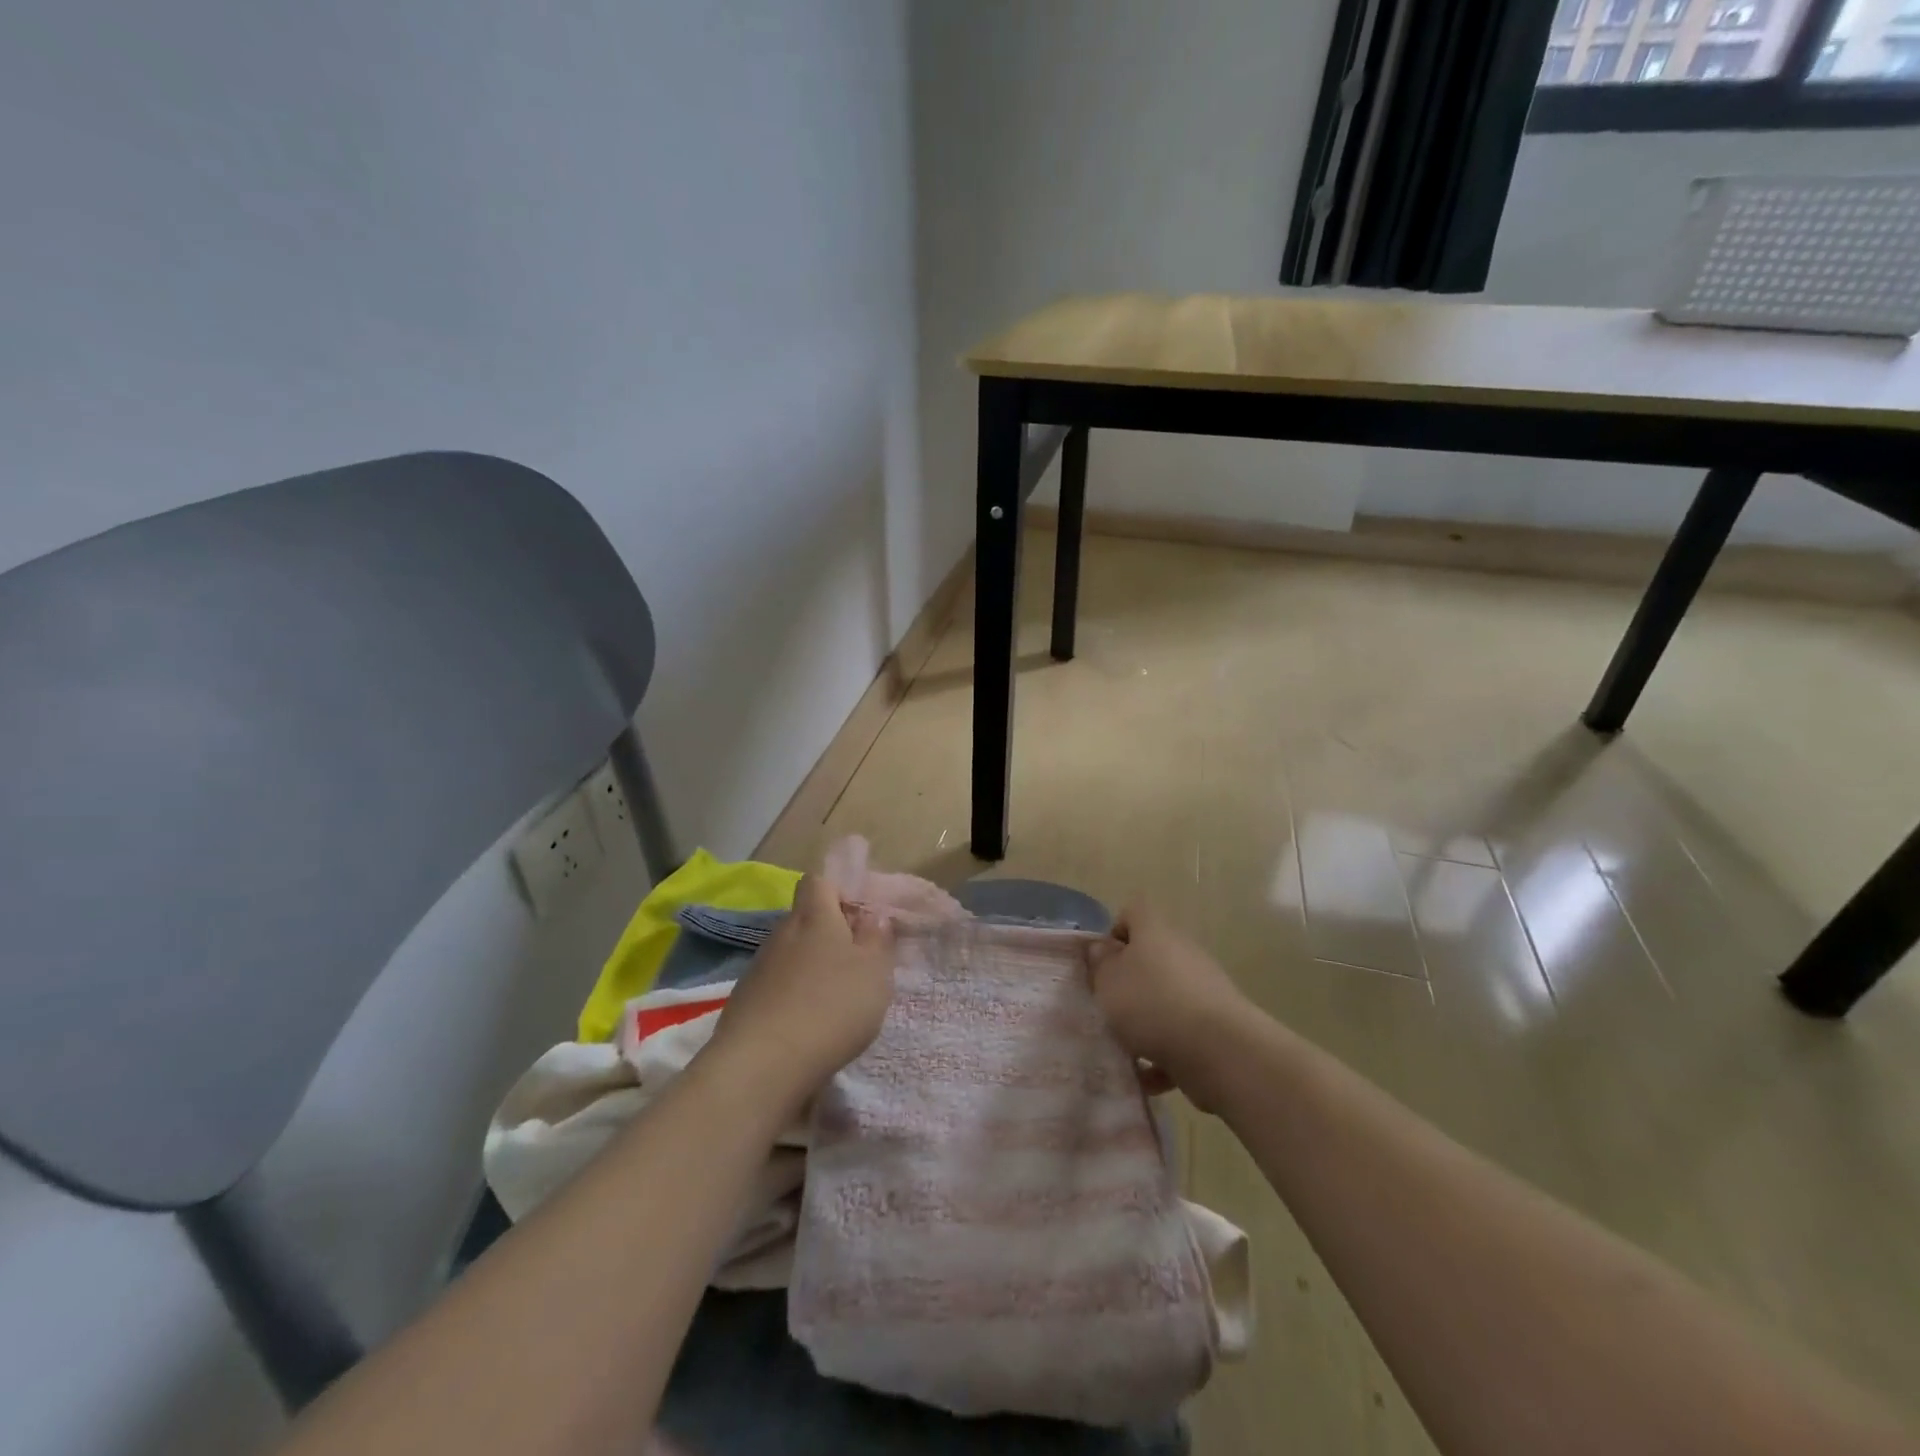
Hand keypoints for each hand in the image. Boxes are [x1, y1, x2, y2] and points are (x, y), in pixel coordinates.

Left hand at [706, 875, 894, 1112]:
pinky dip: (792, 996)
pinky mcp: (745, 1000)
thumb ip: (878, 939)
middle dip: (829, 935)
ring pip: (791, 954)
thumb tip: (874, 917)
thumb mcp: (874, 972)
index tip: (859, 919)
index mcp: (814, 917)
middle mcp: (782, 932)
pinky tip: (807, 1026)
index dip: (839, 892)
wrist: (763, 1064)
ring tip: (834, 1002)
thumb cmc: (831, 1006)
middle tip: (856, 965)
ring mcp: (758, 966)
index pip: (818, 881)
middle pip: (805, 920)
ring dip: (811, 968)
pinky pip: (776, 985)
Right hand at [1086, 903, 1248, 1111]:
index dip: (1114, 931)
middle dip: (1127, 982)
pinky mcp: (1215, 1025)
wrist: (1220, 1051)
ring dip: (1145, 1020)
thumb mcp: (1109, 982)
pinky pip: (1181, 1033)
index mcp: (1155, 932)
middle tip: (1107, 1005)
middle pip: (1150, 957)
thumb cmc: (1152, 1004)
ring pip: (1165, 997)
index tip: (1101, 962)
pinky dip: (1164, 1053)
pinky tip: (1147, 1077)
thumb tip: (1102, 948)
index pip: (1134, 912)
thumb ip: (1100, 963)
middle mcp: (1182, 952)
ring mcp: (1203, 988)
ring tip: (1123, 1046)